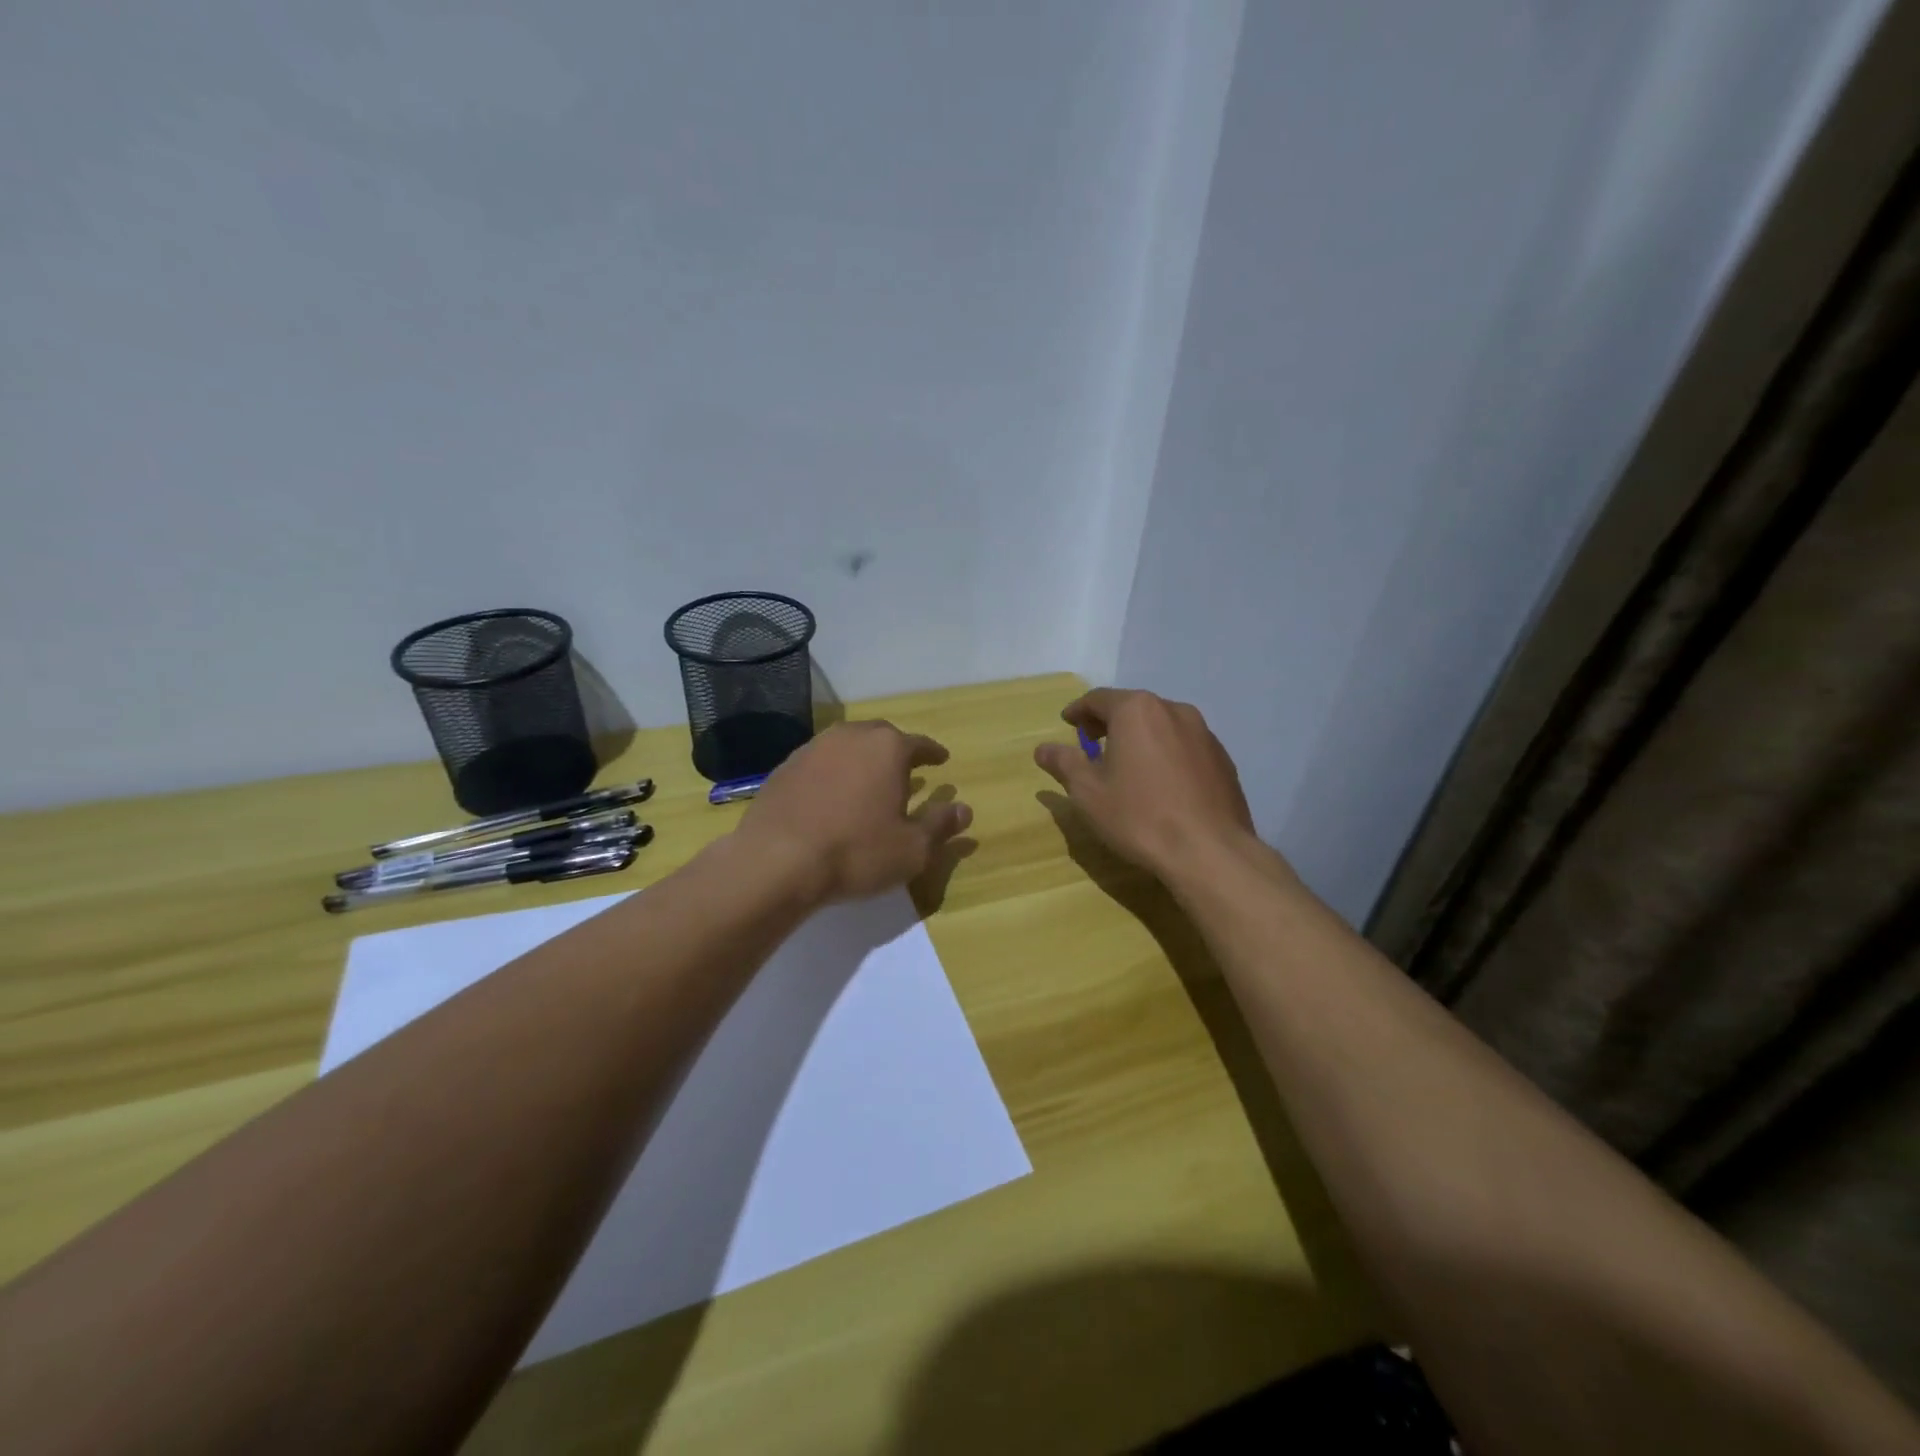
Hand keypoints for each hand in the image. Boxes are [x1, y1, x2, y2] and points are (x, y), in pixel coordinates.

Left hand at [739, 720, 972, 902]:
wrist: (776, 860)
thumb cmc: (856, 852)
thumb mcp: (912, 848)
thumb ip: (940, 825)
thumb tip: (964, 809)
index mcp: (888, 748)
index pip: (919, 744)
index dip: (933, 753)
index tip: (941, 760)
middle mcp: (850, 737)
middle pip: (881, 737)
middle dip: (896, 751)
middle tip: (907, 769)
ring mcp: (812, 749)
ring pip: (847, 746)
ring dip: (862, 760)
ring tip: (869, 781)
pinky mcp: (784, 768)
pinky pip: (819, 763)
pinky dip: (832, 774)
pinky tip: (832, 796)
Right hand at [1034, 688, 1255, 880]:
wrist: (1209, 851)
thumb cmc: (1139, 816)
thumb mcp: (1088, 792)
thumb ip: (1064, 763)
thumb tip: (1042, 749)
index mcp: (1136, 710)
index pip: (1098, 699)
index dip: (1078, 711)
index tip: (1067, 723)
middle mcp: (1173, 710)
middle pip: (1133, 707)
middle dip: (1109, 722)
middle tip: (1091, 744)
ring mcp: (1204, 733)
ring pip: (1162, 725)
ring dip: (1140, 737)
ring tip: (1127, 764)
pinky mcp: (1222, 758)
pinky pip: (1184, 746)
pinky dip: (1165, 754)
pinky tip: (1160, 783)